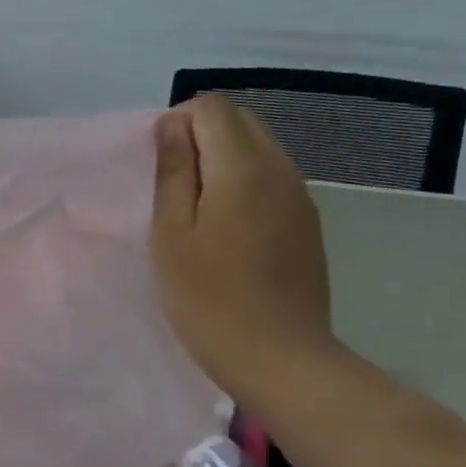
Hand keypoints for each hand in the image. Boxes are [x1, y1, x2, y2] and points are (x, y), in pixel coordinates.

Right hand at [151, 96, 336, 398]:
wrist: (281, 359)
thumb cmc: (209, 299)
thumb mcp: (172, 234)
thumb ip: (173, 171)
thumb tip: (172, 124)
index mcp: (244, 167)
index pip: (211, 107)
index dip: (177, 124)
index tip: (158, 168)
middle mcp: (280, 168)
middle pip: (239, 121)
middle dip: (200, 137)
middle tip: (172, 189)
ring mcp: (300, 196)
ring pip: (257, 149)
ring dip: (222, 162)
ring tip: (195, 212)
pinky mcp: (307, 223)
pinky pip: (271, 180)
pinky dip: (243, 185)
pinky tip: (227, 231)